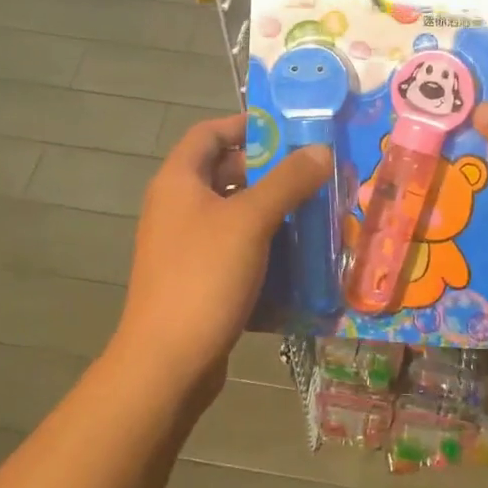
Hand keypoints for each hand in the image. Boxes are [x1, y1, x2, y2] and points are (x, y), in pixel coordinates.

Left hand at [111, 114, 330, 401]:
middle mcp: (176, 208)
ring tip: (315, 212)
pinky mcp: (197, 279)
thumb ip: (287, 181)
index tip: (288, 131)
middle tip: (313, 174)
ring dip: (271, 211)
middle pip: (224, 173)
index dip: (245, 125)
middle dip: (269, 171)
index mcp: (178, 182)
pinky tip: (297, 256)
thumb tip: (320, 150)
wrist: (168, 362)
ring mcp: (184, 246)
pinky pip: (234, 249)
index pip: (209, 133)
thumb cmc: (204, 277)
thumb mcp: (250, 221)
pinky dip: (263, 245)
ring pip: (233, 214)